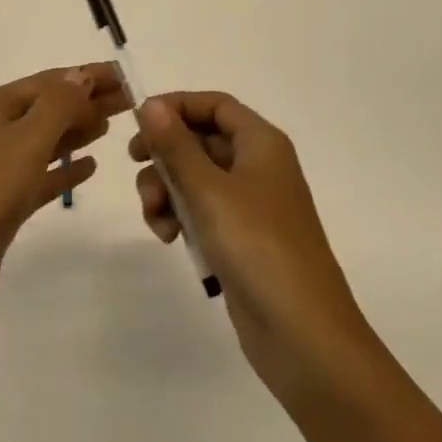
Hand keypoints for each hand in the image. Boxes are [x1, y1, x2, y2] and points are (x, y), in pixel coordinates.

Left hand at [0, 64, 128, 338]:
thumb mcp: (26, 139)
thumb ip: (59, 104)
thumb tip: (81, 74)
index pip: (48, 81)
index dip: (87, 75)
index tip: (126, 76)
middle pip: (48, 108)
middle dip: (87, 101)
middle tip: (132, 101)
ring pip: (45, 141)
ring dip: (78, 131)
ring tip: (113, 125)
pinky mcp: (1, 206)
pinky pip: (40, 177)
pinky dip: (64, 170)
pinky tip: (90, 168)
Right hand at [130, 93, 378, 416]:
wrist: (304, 337)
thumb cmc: (258, 247)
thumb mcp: (209, 191)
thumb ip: (176, 146)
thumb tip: (150, 104)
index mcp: (261, 144)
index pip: (215, 104)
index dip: (177, 106)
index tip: (139, 122)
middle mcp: (258, 167)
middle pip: (201, 139)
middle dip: (165, 154)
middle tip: (136, 167)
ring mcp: (251, 206)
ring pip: (196, 178)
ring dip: (167, 189)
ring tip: (156, 218)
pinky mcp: (241, 241)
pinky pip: (202, 211)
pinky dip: (181, 217)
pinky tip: (169, 238)